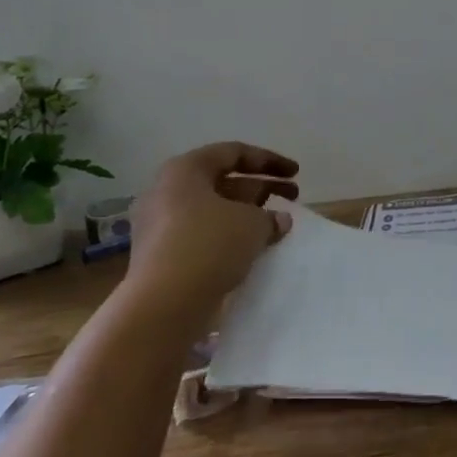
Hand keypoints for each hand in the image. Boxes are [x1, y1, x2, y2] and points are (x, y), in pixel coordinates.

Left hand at [127, 141, 298, 298]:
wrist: (164, 304)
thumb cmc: (209, 246)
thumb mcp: (252, 224)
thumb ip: (270, 217)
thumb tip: (279, 220)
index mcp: (185, 171)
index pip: (233, 153)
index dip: (269, 160)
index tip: (295, 173)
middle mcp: (167, 191)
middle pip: (223, 181)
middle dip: (261, 188)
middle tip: (292, 197)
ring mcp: (160, 224)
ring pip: (214, 210)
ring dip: (247, 214)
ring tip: (277, 226)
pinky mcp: (162, 254)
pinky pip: (203, 235)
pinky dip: (229, 236)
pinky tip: (253, 249)